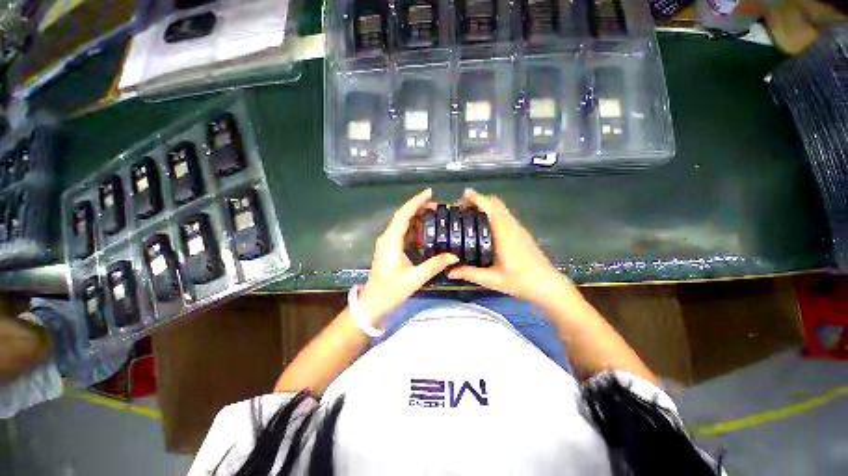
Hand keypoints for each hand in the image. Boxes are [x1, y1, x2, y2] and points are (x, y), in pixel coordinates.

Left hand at [358, 189, 457, 323]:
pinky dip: (412, 225)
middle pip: (402, 215)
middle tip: (436, 204)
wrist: (373, 303)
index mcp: (391, 241)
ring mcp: (387, 242)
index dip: (416, 202)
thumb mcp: (415, 278)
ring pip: (401, 222)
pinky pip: (401, 231)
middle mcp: (387, 237)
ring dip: (415, 215)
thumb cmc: (391, 290)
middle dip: (418, 206)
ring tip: (432, 212)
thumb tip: (454, 256)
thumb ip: (434, 265)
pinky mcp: (389, 248)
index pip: (403, 215)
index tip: (429, 193)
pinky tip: (424, 227)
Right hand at [448, 189, 569, 305]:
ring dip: (486, 205)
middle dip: (479, 200)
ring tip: (469, 215)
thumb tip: (448, 271)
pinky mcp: (521, 232)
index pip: (491, 207)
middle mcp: (512, 226)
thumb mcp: (492, 280)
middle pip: (496, 203)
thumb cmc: (521, 282)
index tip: (463, 196)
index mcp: (504, 234)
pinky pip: (505, 215)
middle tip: (462, 208)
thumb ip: (469, 273)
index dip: (477, 198)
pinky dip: (492, 213)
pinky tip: (484, 226)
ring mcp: (518, 228)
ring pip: (501, 208)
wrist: (548, 286)